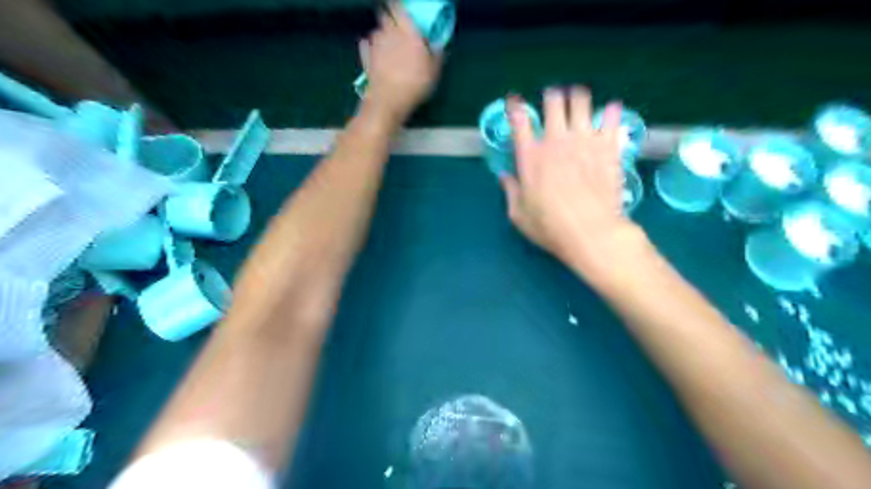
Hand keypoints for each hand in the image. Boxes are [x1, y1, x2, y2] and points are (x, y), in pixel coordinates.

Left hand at [359, 2, 442, 118]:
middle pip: (385, 17)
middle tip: (399, 31)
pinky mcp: (365, 58)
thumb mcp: (434, 71)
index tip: (403, 13)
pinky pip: (367, 47)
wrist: (388, 101)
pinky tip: (376, 57)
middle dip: (390, 20)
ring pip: (376, 32)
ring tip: (389, 48)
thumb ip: (436, 54)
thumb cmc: (415, 84)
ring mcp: (374, 44)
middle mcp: (388, 32)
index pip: (398, 8)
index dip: (399, 8)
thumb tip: (437, 45)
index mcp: (407, 30)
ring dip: (382, 36)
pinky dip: (370, 48)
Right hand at [497, 87, 645, 278]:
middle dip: (552, 97)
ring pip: (582, 101)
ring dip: (578, 98)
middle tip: (554, 101)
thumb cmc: (549, 226)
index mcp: (530, 156)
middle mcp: (556, 140)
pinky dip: (611, 112)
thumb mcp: (519, 214)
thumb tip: (504, 177)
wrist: (590, 232)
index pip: (519, 121)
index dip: (515, 107)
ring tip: (579, 103)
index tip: (515, 101)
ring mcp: (584, 140)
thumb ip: (510, 191)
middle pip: (553, 102)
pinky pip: (612, 117)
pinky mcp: (608, 146)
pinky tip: (611, 112)